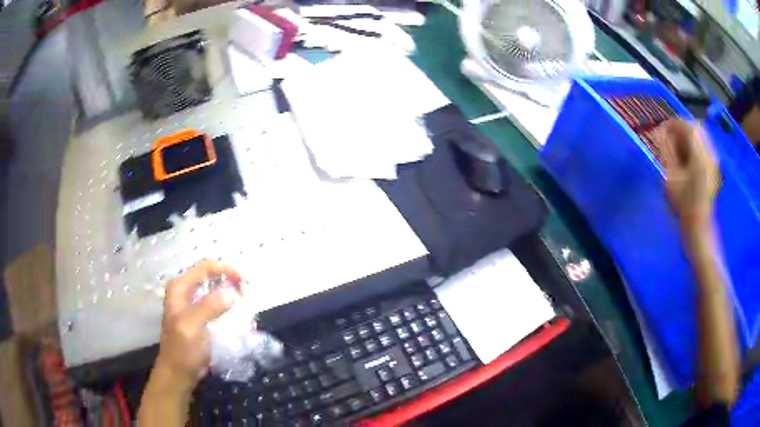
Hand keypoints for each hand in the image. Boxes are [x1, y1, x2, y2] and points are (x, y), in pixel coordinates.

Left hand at [155, 259, 242, 391]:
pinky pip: (217, 305)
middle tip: (246, 295)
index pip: (205, 267)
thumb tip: (232, 294)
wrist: (179, 373)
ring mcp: (192, 304)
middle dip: (230, 281)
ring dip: (231, 294)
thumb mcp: (192, 327)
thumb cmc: (182, 350)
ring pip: (215, 290)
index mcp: (180, 288)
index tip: (244, 283)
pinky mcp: (200, 317)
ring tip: (245, 305)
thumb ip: (209, 307)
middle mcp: (185, 291)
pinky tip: (239, 317)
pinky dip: (229, 307)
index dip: (225, 269)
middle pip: (211, 276)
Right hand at [655, 120, 719, 232]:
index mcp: (700, 155)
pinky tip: (687, 156)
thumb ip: (666, 152)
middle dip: (681, 128)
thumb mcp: (671, 178)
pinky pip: (704, 146)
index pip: (687, 126)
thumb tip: (659, 133)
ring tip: (676, 147)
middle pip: (696, 128)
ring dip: (688, 136)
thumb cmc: (684, 205)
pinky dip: (694, 145)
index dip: (673, 124)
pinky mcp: (713, 167)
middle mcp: (710, 153)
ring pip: (701, 136)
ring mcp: (713, 161)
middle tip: (669, 137)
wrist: (699, 227)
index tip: (661, 129)